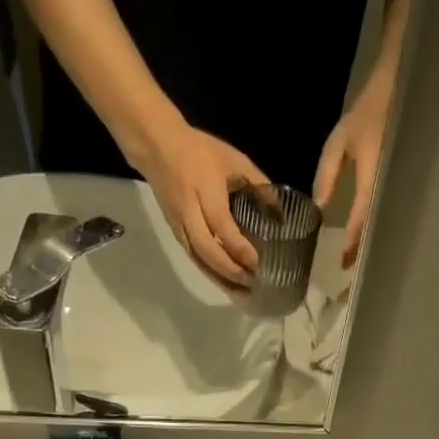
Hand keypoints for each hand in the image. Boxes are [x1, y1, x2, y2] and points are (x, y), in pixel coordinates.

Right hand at [131, 119, 270, 284]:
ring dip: (220, 278)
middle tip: (254, 282)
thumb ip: (258, 184)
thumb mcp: (234, 160)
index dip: (240, 247)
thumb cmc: (201, 151)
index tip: (259, 262)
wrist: (157, 146)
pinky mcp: (174, 232)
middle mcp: (189, 212)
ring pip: (198, 259)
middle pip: (207, 249)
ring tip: (242, 293)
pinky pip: (192, 258)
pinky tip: (225, 283)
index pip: (222, 226)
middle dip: (231, 270)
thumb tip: (281, 212)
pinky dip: (209, 273)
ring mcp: (178, 224)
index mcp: (205, 191)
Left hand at [314, 81, 391, 268]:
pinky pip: (387, 220)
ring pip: (384, 231)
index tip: (343, 265)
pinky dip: (376, 239)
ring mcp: (398, 193)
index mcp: (373, 177)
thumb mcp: (340, 143)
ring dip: (372, 255)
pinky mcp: (400, 193)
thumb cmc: (368, 115)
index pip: (362, 217)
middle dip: (365, 261)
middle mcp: (388, 190)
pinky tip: (369, 253)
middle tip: (352, 287)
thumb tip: (318, 209)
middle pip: (377, 234)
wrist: (401, 93)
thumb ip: (327, 175)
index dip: (353, 242)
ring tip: (360, 278)